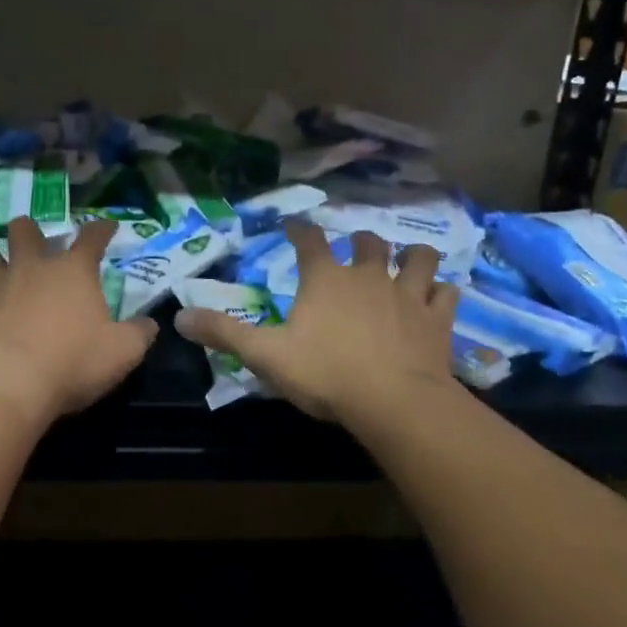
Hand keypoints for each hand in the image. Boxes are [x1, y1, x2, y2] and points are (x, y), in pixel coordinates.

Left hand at [0, 217, 157, 427]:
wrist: (2, 388)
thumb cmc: (70, 364)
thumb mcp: (122, 353)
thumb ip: (139, 334)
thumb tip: (150, 323)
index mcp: (71, 273)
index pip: (91, 238)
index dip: (101, 229)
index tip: (107, 226)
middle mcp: (28, 269)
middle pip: (24, 230)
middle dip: (28, 229)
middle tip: (29, 236)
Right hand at [174, 222, 457, 425]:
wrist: (394, 402)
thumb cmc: (326, 373)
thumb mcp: (266, 355)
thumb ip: (224, 333)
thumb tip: (179, 317)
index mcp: (326, 279)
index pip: (310, 241)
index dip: (300, 230)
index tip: (294, 224)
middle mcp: (369, 276)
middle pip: (369, 243)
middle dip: (361, 241)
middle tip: (356, 247)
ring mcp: (408, 295)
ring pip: (418, 259)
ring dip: (413, 257)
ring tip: (409, 260)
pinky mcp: (437, 320)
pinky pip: (446, 294)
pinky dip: (442, 292)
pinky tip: (439, 297)